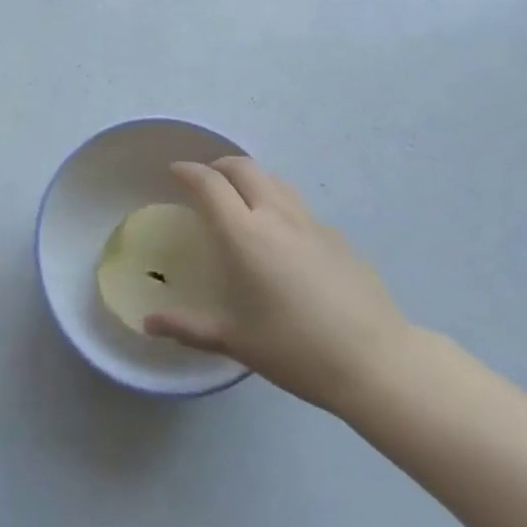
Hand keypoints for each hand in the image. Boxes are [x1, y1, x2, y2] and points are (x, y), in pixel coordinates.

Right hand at [145, 158, 412, 416]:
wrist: (377, 361)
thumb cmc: (297, 351)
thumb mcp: (237, 341)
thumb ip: (189, 327)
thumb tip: (148, 323)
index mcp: (245, 235)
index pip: (209, 184)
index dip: (188, 171)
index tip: (174, 171)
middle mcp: (276, 216)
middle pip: (243, 168)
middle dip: (219, 165)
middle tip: (205, 180)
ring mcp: (312, 223)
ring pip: (274, 179)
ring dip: (251, 177)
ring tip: (241, 196)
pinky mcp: (338, 236)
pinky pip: (299, 205)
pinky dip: (279, 202)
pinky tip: (282, 234)